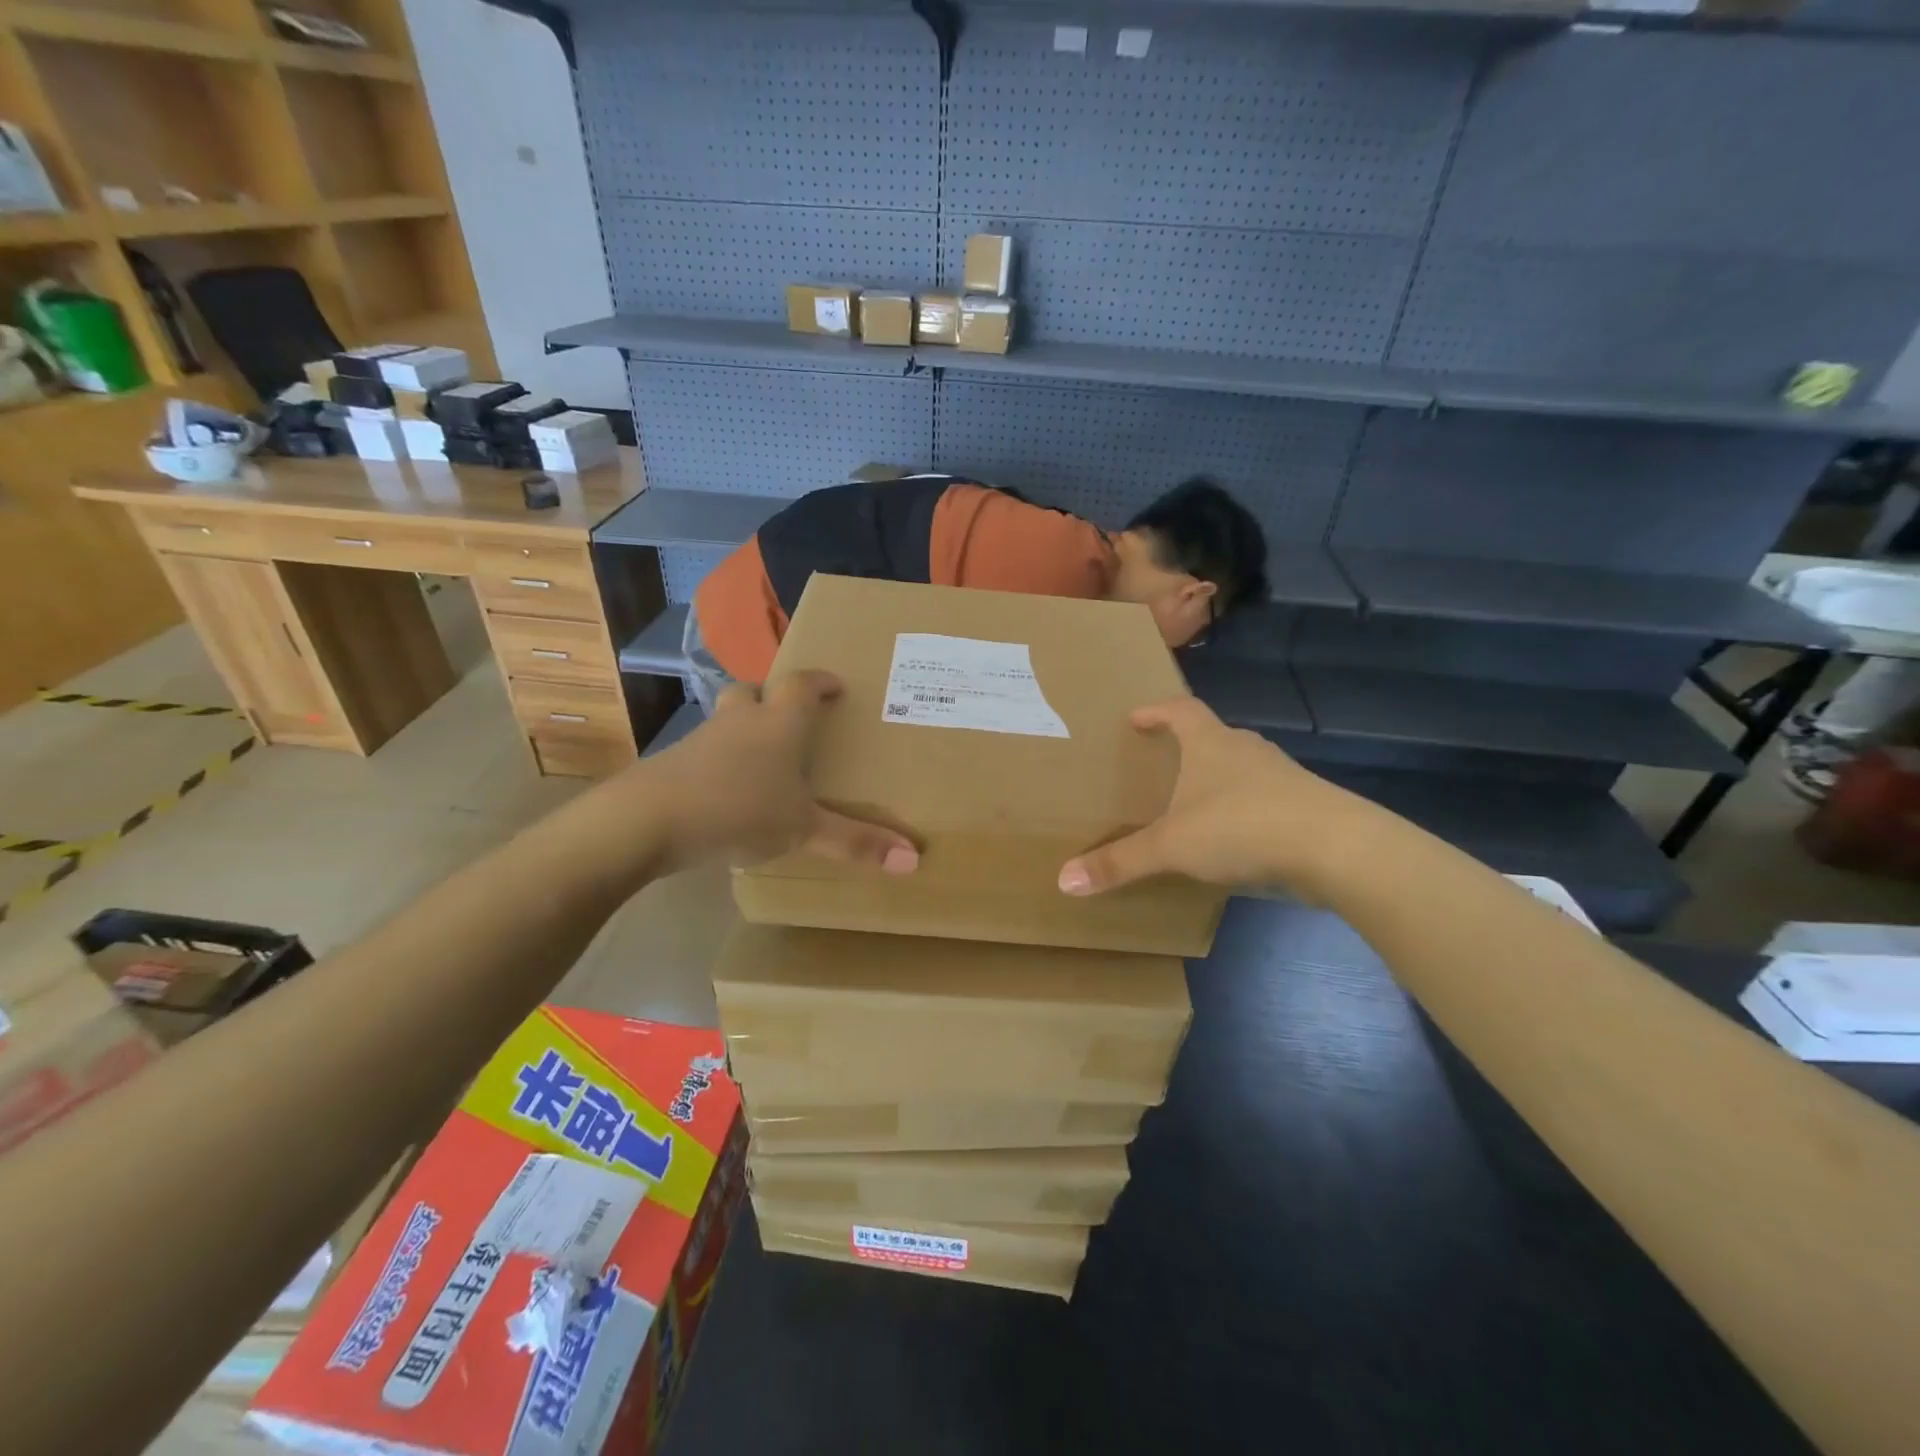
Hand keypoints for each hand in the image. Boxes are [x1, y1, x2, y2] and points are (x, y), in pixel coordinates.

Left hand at [645, 672, 918, 875]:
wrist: (648, 820)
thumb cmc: (739, 810)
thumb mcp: (804, 830)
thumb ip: (856, 843)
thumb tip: (914, 860)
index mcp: (779, 725)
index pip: (802, 685)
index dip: (820, 681)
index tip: (835, 684)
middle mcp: (740, 721)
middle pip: (754, 691)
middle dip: (773, 697)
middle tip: (791, 716)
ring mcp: (701, 739)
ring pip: (726, 720)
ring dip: (743, 728)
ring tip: (761, 758)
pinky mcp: (673, 763)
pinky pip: (704, 751)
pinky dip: (719, 761)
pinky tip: (726, 792)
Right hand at [1057, 696, 1374, 898]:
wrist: (1336, 849)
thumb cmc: (1242, 827)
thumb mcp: (1171, 846)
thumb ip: (1120, 863)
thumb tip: (1063, 880)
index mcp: (1212, 743)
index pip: (1181, 710)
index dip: (1157, 711)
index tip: (1135, 718)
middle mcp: (1247, 750)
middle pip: (1213, 736)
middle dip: (1187, 746)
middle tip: (1162, 762)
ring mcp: (1281, 776)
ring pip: (1242, 768)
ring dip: (1218, 779)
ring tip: (1195, 801)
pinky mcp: (1305, 806)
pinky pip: (1264, 799)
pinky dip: (1244, 810)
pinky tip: (1234, 837)